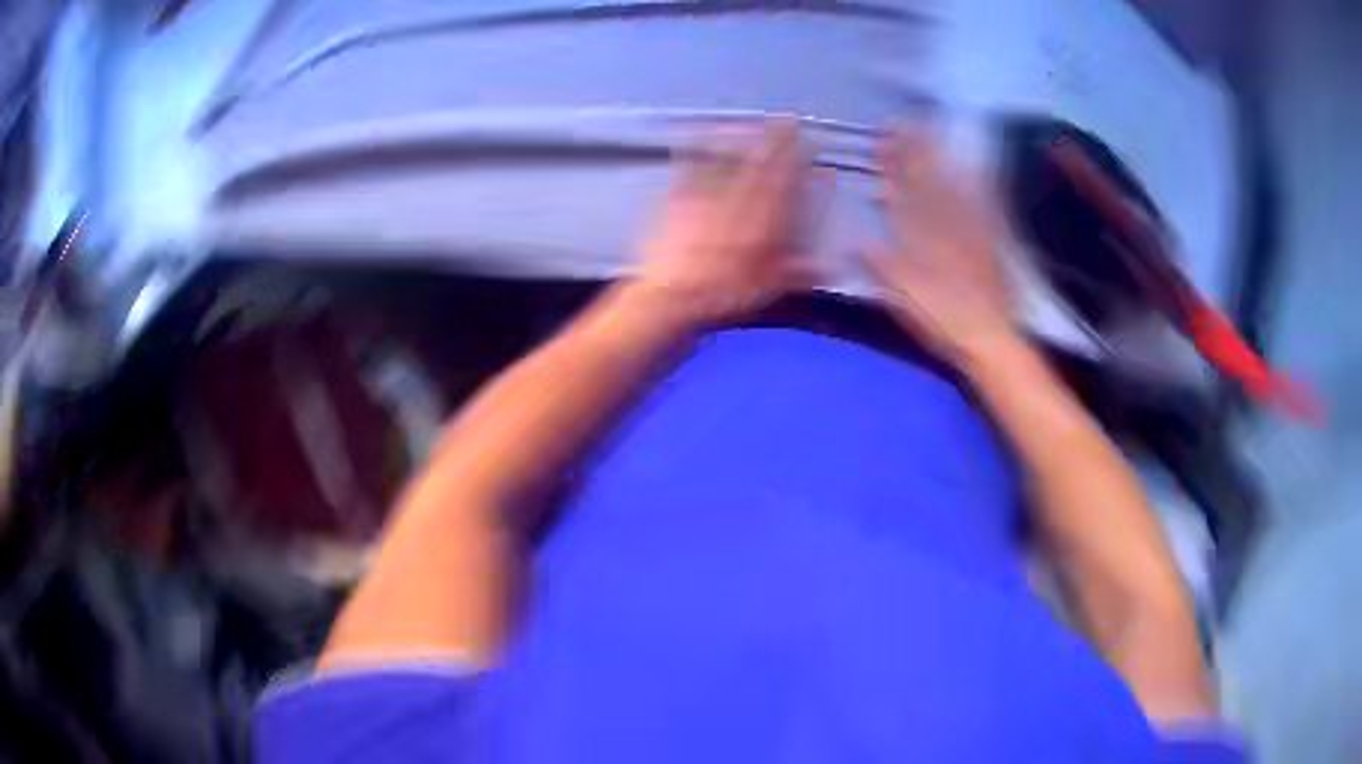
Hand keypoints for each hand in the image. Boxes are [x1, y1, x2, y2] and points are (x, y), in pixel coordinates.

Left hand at [636, 122, 814, 328]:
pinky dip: (690, 151)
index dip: (796, 161)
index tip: (807, 142)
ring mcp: (704, 200)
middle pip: (757, 167)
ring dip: (738, 139)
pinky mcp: (676, 203)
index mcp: (760, 225)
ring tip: (748, 122)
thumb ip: (795, 273)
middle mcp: (734, 205)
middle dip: (773, 141)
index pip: (783, 186)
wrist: (669, 298)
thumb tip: (828, 267)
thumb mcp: (765, 290)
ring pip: (725, 162)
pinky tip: (692, 135)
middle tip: (785, 118)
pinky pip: (686, 172)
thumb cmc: (721, 297)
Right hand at [864, 129, 1015, 364]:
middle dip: (911, 151)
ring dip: (937, 158)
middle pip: (925, 182)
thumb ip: (883, 266)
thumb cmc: (941, 320)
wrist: (988, 336)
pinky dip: (971, 182)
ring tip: (927, 133)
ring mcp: (969, 230)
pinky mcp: (988, 240)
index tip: (883, 138)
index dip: (893, 164)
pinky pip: (979, 203)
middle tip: (900, 125)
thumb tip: (859, 240)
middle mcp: (945, 226)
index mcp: (921, 239)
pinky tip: (968, 168)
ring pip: (950, 185)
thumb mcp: (903, 298)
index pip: (903, 193)